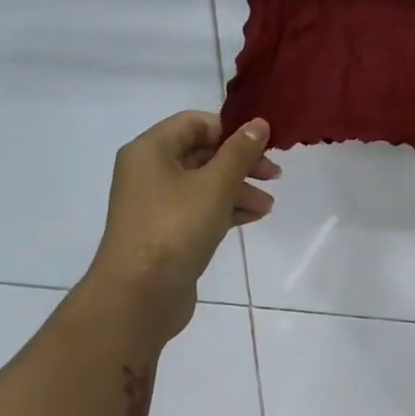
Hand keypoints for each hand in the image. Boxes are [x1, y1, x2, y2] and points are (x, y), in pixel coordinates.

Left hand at [83, 111, 278, 344]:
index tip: (264, 146)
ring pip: (204, 184)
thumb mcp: (215, 185)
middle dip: (240, 163)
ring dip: (238, 189)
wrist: (140, 292)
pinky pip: (200, 209)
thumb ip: (240, 153)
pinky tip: (253, 217)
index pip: (195, 123)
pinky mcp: (166, 231)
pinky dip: (225, 209)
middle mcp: (149, 171)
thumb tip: (258, 123)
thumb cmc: (176, 228)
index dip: (231, 130)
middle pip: (201, 153)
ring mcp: (156, 203)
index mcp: (151, 150)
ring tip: (267, 206)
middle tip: (274, 175)